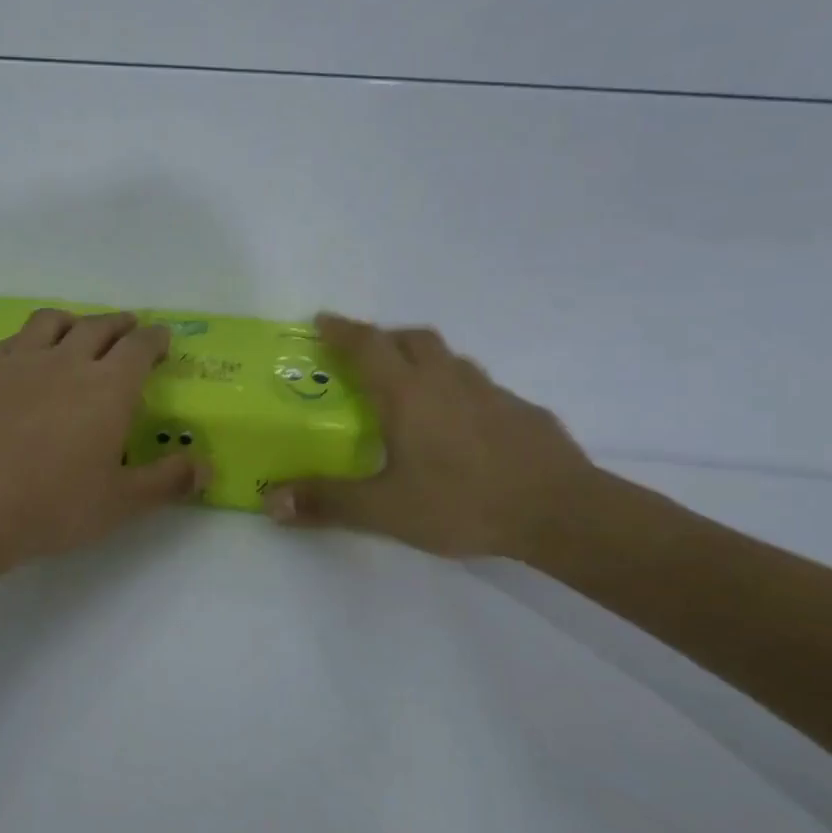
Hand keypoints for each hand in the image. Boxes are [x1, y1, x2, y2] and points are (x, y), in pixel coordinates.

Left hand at [0, 308, 208, 563]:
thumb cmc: (55, 506)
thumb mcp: (121, 502)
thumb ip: (168, 481)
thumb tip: (205, 466)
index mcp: (108, 387)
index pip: (139, 347)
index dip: (155, 339)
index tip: (162, 338)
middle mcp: (68, 361)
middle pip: (99, 327)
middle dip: (121, 324)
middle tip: (130, 328)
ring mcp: (23, 362)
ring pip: (54, 321)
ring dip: (76, 320)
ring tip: (81, 329)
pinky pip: (17, 338)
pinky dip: (34, 336)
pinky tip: (31, 352)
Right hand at [264, 315, 593, 558]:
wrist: (562, 513)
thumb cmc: (463, 502)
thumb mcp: (385, 510)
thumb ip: (328, 502)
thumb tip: (269, 501)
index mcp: (408, 393)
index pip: (367, 345)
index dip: (342, 330)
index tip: (321, 320)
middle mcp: (447, 381)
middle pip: (412, 339)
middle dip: (383, 338)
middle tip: (363, 357)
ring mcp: (491, 392)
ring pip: (449, 359)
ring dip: (422, 361)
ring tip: (409, 390)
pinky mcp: (522, 411)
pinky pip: (479, 387)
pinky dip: (457, 391)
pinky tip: (459, 427)